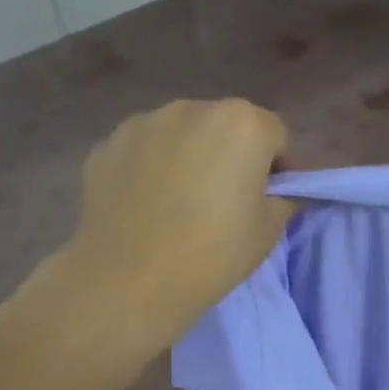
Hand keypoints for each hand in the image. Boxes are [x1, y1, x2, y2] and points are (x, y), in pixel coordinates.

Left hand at [61, 99, 293, 345]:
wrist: (129, 280)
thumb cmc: (213, 253)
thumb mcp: (268, 232)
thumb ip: (282, 199)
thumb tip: (277, 192)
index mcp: (242, 123)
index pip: (275, 135)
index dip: (278, 167)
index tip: (270, 198)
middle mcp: (193, 109)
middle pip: (225, 127)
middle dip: (231, 154)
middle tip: (225, 200)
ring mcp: (143, 123)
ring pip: (181, 135)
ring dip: (188, 156)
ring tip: (179, 202)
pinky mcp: (106, 144)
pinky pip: (142, 151)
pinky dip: (149, 168)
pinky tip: (145, 206)